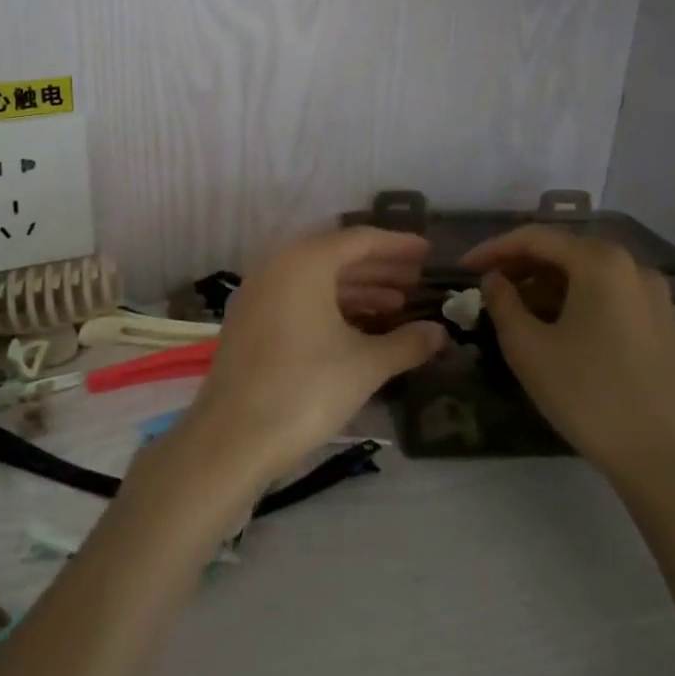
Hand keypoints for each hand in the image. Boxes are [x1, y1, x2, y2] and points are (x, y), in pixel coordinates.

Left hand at [178, 227, 446, 488]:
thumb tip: (440, 333)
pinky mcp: (249, 320)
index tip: (428, 253)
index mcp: (305, 263)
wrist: (234, 435)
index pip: (359, 239)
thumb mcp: (365, 365)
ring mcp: (258, 293)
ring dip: (356, 288)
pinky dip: (330, 305)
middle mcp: (277, 266)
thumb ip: (407, 343)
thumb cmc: (306, 389)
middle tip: (416, 280)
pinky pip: (297, 297)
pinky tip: (357, 327)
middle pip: (336, 255)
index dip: (397, 245)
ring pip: (316, 278)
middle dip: (378, 267)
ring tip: (396, 305)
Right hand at [464, 225, 674, 497]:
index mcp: (601, 263)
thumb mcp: (527, 347)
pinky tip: (563, 331)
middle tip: (489, 286)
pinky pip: (615, 299)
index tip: (464, 267)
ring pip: (592, 276)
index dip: (493, 249)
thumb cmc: (588, 395)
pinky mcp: (670, 329)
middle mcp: (636, 268)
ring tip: (520, 311)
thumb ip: (502, 302)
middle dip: (523, 265)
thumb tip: (495, 279)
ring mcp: (660, 299)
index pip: (535, 238)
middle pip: (567, 252)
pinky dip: (581, 302)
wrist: (667, 460)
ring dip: (550, 285)